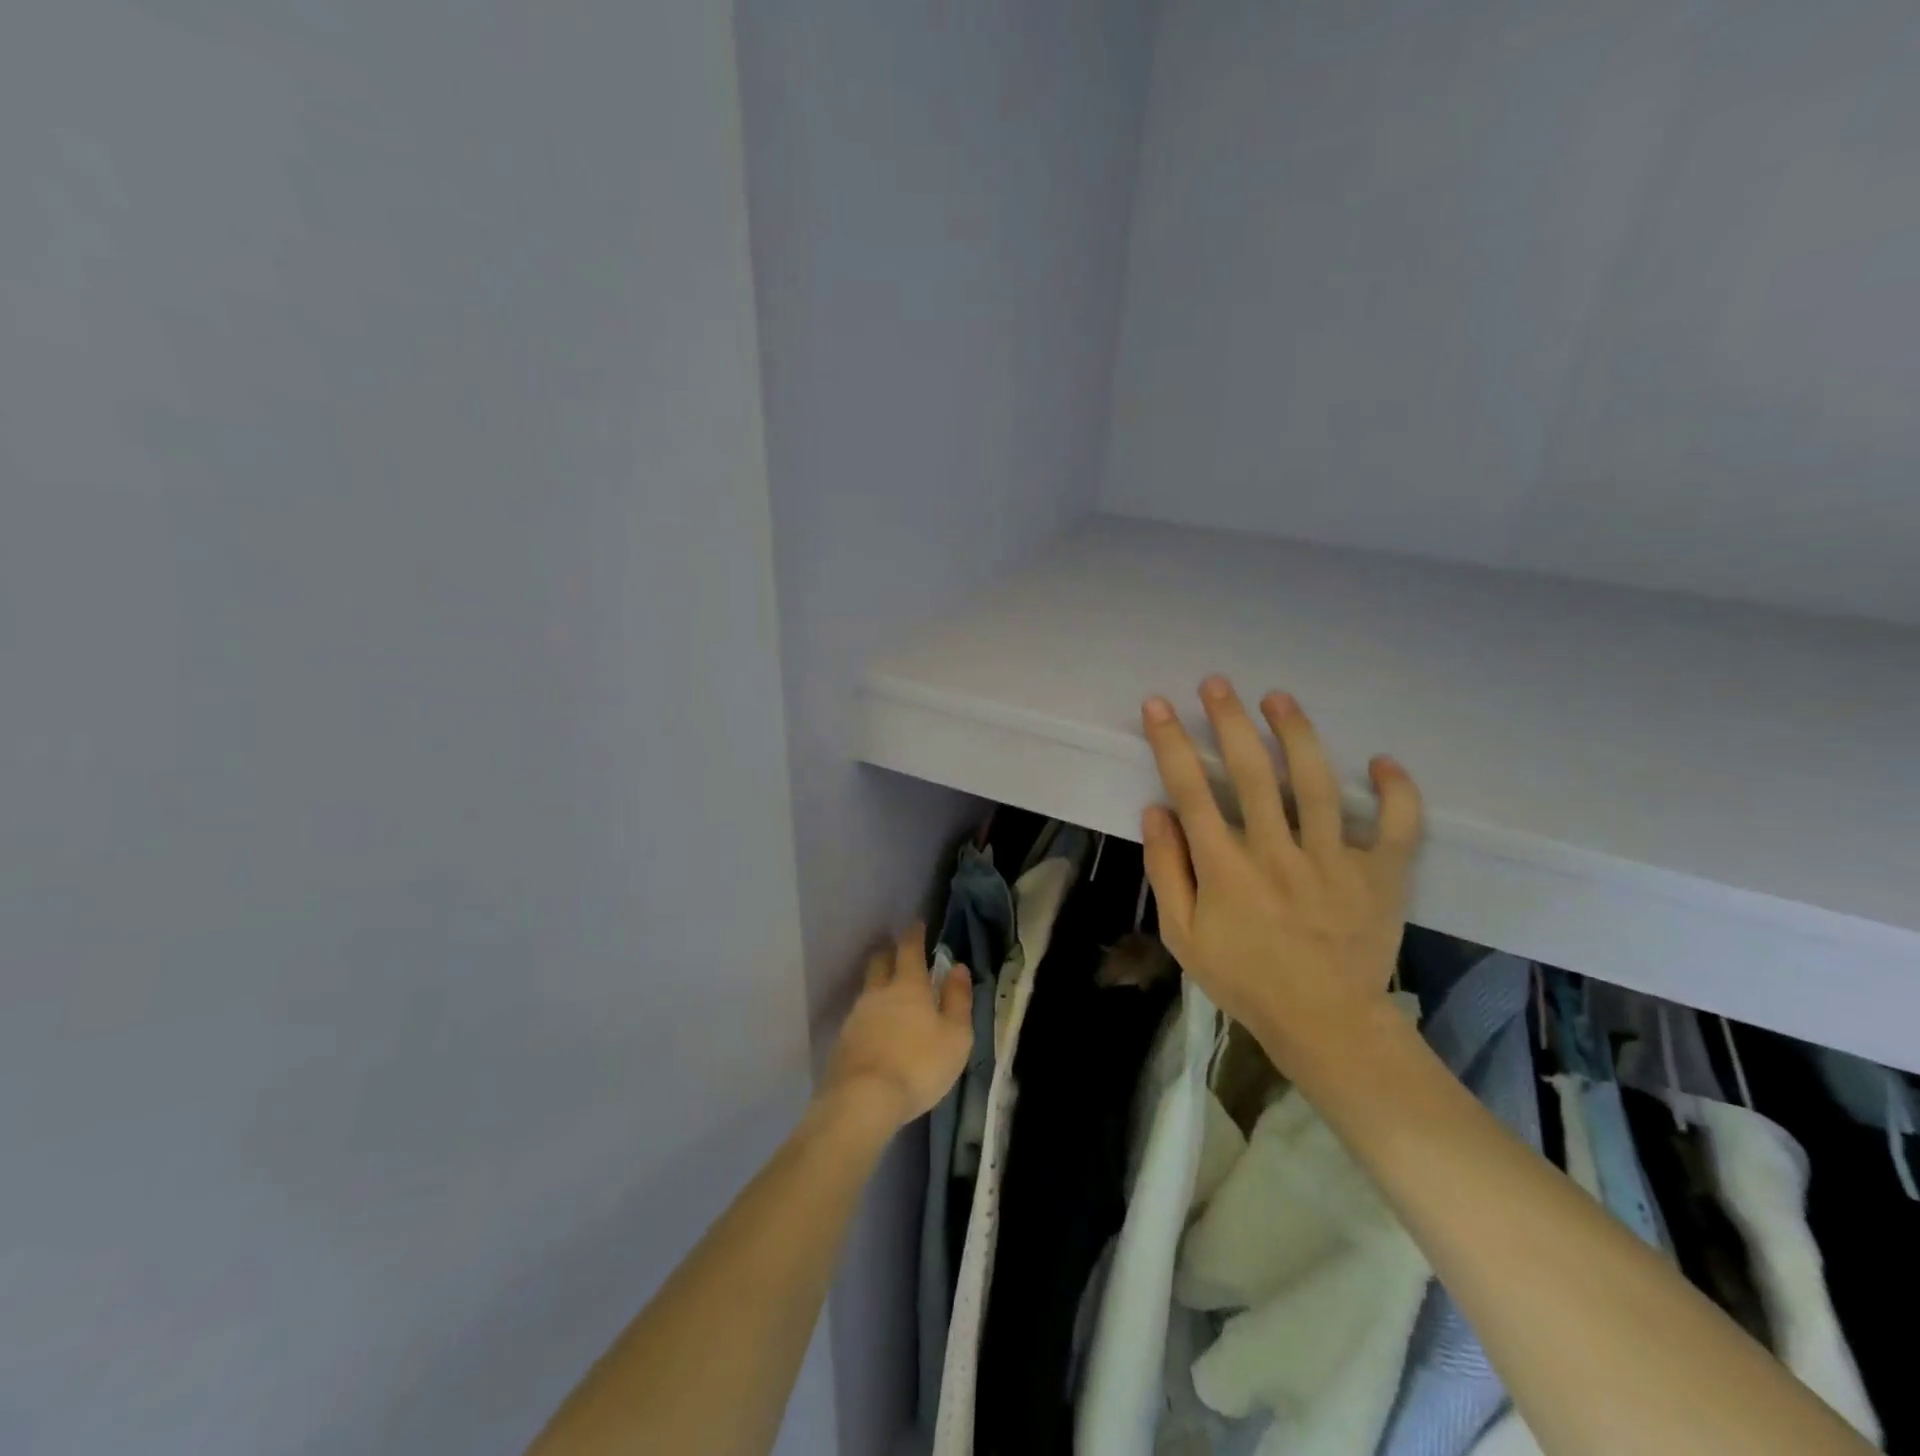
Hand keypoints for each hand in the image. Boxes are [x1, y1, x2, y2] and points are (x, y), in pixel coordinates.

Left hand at [818, 924, 974, 1131]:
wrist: (863, 1100)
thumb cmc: (919, 1065)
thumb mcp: (955, 1036)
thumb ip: (958, 999)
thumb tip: (958, 967)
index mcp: (908, 986)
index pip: (909, 949)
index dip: (914, 934)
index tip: (917, 923)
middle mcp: (878, 993)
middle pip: (880, 962)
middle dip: (889, 953)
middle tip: (898, 952)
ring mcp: (856, 1016)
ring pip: (867, 990)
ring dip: (878, 986)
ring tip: (890, 996)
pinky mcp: (842, 1042)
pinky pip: (859, 1017)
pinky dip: (870, 1016)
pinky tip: (876, 1030)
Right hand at [1138, 677, 1422, 1060]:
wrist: (1324, 1024)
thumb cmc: (1244, 978)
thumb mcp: (1183, 935)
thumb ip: (1167, 870)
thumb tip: (1156, 810)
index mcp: (1226, 868)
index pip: (1192, 791)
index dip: (1171, 743)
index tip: (1158, 705)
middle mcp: (1277, 853)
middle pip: (1252, 773)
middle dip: (1229, 721)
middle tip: (1216, 684)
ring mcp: (1334, 862)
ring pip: (1317, 784)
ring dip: (1296, 735)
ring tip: (1278, 698)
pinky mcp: (1381, 876)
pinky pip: (1396, 826)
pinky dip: (1395, 792)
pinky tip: (1382, 761)